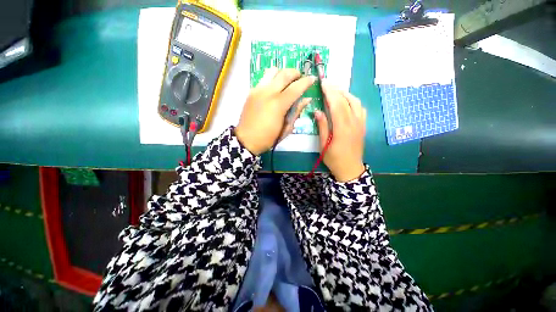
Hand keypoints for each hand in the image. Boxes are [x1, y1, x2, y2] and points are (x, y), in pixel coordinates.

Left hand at [235, 67, 315, 154]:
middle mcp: (268, 93)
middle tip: (300, 77)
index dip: (306, 82)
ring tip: (286, 81)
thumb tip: (306, 99)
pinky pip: (264, 79)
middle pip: (284, 73)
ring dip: (282, 73)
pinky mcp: (251, 92)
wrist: (246, 140)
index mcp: (278, 104)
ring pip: (272, 71)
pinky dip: (272, 79)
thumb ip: (296, 112)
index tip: (312, 79)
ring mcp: (257, 90)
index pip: (296, 88)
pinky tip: (274, 89)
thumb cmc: (268, 138)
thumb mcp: (286, 128)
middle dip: (295, 72)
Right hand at [315, 80, 365, 181]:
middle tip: (327, 83)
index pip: (337, 105)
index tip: (323, 83)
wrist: (350, 168)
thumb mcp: (323, 145)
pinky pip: (360, 108)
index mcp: (342, 128)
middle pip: (347, 101)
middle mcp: (354, 123)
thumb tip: (318, 111)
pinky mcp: (363, 126)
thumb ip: (322, 127)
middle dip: (336, 90)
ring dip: (345, 93)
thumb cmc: (334, 159)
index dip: (330, 93)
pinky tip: (346, 101)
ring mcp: (361, 123)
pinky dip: (353, 100)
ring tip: (335, 90)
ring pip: (356, 102)